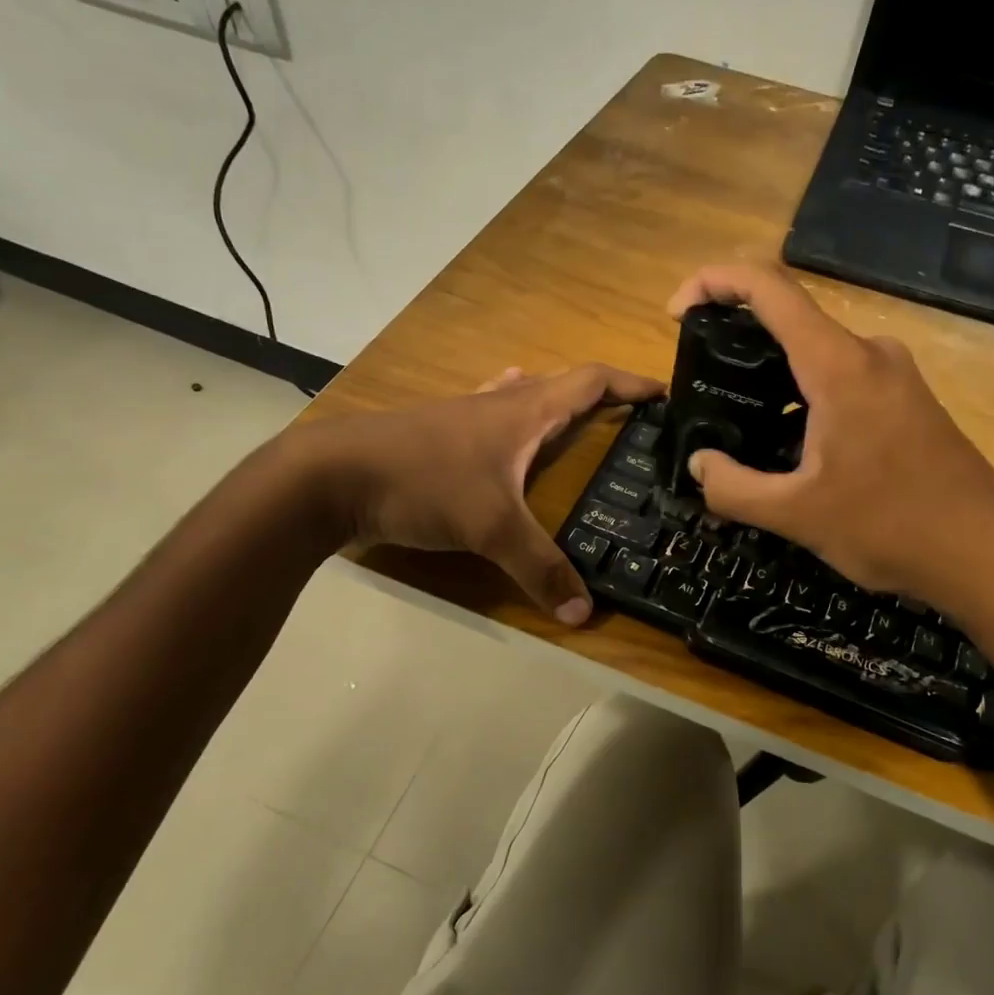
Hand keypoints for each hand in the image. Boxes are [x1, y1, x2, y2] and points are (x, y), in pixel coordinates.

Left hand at [294, 364, 662, 622]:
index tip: (664, 394)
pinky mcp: (436, 433)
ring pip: (521, 396)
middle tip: (628, 420)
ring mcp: (463, 415)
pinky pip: (488, 414)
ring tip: (575, 420)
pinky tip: (501, 431)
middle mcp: (498, 403)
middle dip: (600, 396)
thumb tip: (586, 612)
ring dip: (553, 401)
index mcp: (524, 411)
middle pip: (560, 384)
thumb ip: (540, 568)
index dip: (630, 385)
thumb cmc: (422, 483)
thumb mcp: (490, 528)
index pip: (590, 381)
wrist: (329, 475)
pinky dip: (509, 416)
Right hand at [666, 264, 993, 596]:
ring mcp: (894, 374)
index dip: (714, 282)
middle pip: (790, 318)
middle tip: (703, 384)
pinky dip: (803, 394)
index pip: (768, 288)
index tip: (677, 313)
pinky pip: (842, 377)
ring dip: (772, 375)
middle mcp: (869, 353)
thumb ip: (733, 488)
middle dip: (737, 338)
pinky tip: (792, 445)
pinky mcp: (907, 400)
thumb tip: (699, 465)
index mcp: (838, 365)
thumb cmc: (890, 527)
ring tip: (740, 423)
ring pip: (816, 353)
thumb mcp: (796, 515)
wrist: (984, 554)